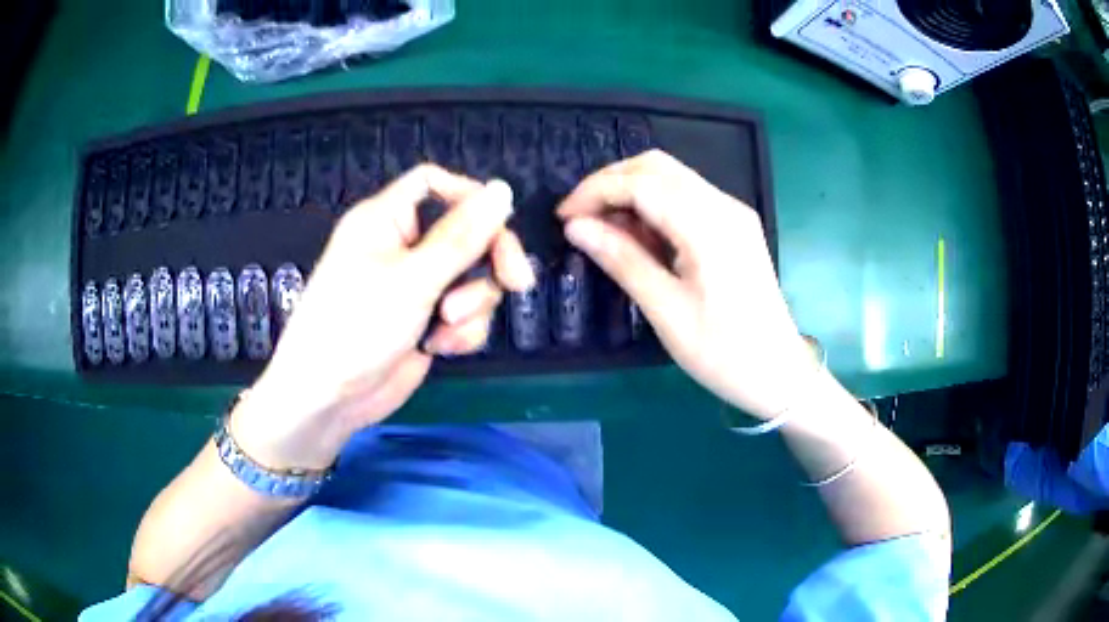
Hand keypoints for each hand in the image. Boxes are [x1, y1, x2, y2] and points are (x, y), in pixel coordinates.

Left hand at [231, 165, 533, 470]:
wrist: (328, 398)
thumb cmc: (355, 326)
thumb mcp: (412, 279)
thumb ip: (462, 236)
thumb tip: (504, 190)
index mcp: (388, 219)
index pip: (435, 183)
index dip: (470, 195)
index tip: (500, 221)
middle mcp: (404, 246)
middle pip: (467, 232)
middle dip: (489, 261)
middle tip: (516, 282)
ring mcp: (417, 286)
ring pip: (473, 278)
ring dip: (473, 305)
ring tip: (446, 327)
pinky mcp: (427, 321)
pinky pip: (465, 313)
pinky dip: (462, 331)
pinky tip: (440, 347)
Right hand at [558, 150, 814, 419]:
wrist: (779, 372)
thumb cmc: (723, 352)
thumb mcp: (666, 311)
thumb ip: (622, 260)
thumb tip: (576, 227)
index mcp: (709, 226)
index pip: (641, 183)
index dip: (595, 191)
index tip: (563, 217)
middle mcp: (724, 206)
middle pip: (656, 167)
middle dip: (610, 183)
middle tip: (579, 218)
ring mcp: (733, 212)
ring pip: (671, 177)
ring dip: (631, 192)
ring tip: (603, 229)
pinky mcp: (735, 225)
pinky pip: (686, 197)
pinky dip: (654, 205)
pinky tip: (638, 235)